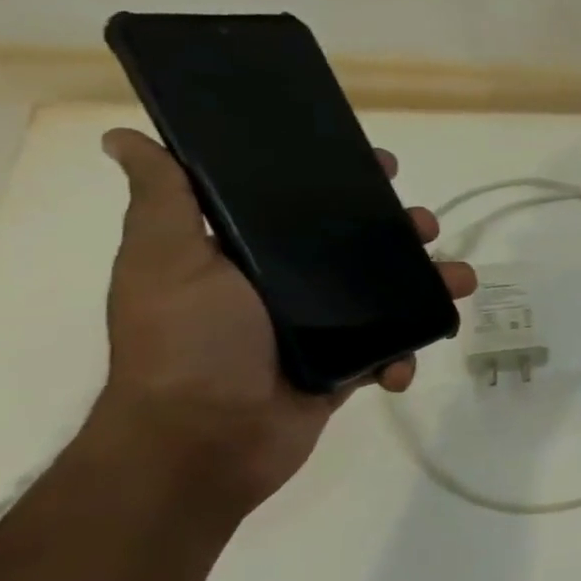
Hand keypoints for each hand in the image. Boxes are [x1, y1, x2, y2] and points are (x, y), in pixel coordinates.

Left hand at [81, 128, 476, 518]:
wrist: (203, 443)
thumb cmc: (187, 344)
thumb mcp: (167, 263)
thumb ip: (165, 202)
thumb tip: (123, 137)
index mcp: (250, 255)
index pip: (304, 205)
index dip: (345, 181)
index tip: (381, 165)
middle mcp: (287, 287)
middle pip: (359, 246)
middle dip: (402, 232)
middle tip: (426, 227)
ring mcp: (321, 330)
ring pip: (390, 296)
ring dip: (429, 287)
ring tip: (458, 283)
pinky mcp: (345, 368)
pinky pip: (390, 351)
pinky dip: (404, 355)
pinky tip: (400, 365)